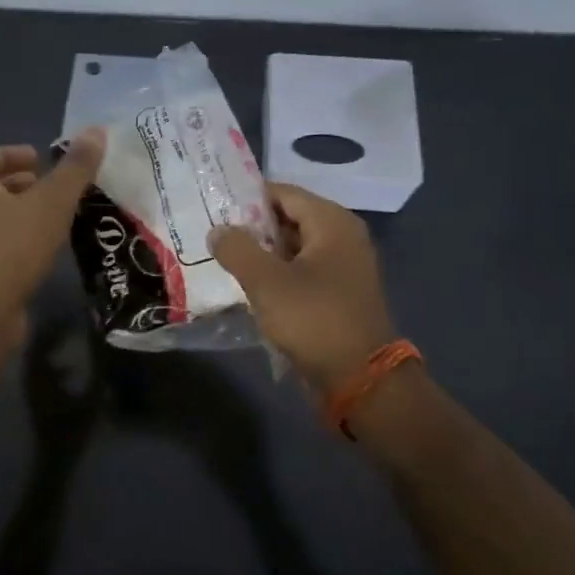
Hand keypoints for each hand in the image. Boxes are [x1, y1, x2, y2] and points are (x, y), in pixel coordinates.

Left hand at [0, 128, 105, 337]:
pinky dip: (17, 240)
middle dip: (18, 184)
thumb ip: (75, 167)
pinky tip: (44, 250)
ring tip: (53, 216)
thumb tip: (96, 130)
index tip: (39, 159)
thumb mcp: (53, 201)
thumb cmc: (14, 246)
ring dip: (19, 213)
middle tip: (50, 185)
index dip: (10, 155)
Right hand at [209, 183, 397, 394]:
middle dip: (252, 226)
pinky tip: (247, 284)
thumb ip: (237, 249)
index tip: (213, 204)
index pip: (283, 193)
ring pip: (293, 247)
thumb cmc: (315, 320)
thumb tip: (217, 230)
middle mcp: (343, 237)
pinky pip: (301, 271)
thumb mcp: (267, 282)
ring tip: (222, 256)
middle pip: (289, 218)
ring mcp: (343, 267)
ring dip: (262, 252)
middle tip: (212, 231)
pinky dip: (276, 274)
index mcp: (333, 222)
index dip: (247, 197)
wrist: (362, 381)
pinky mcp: (338, 294)